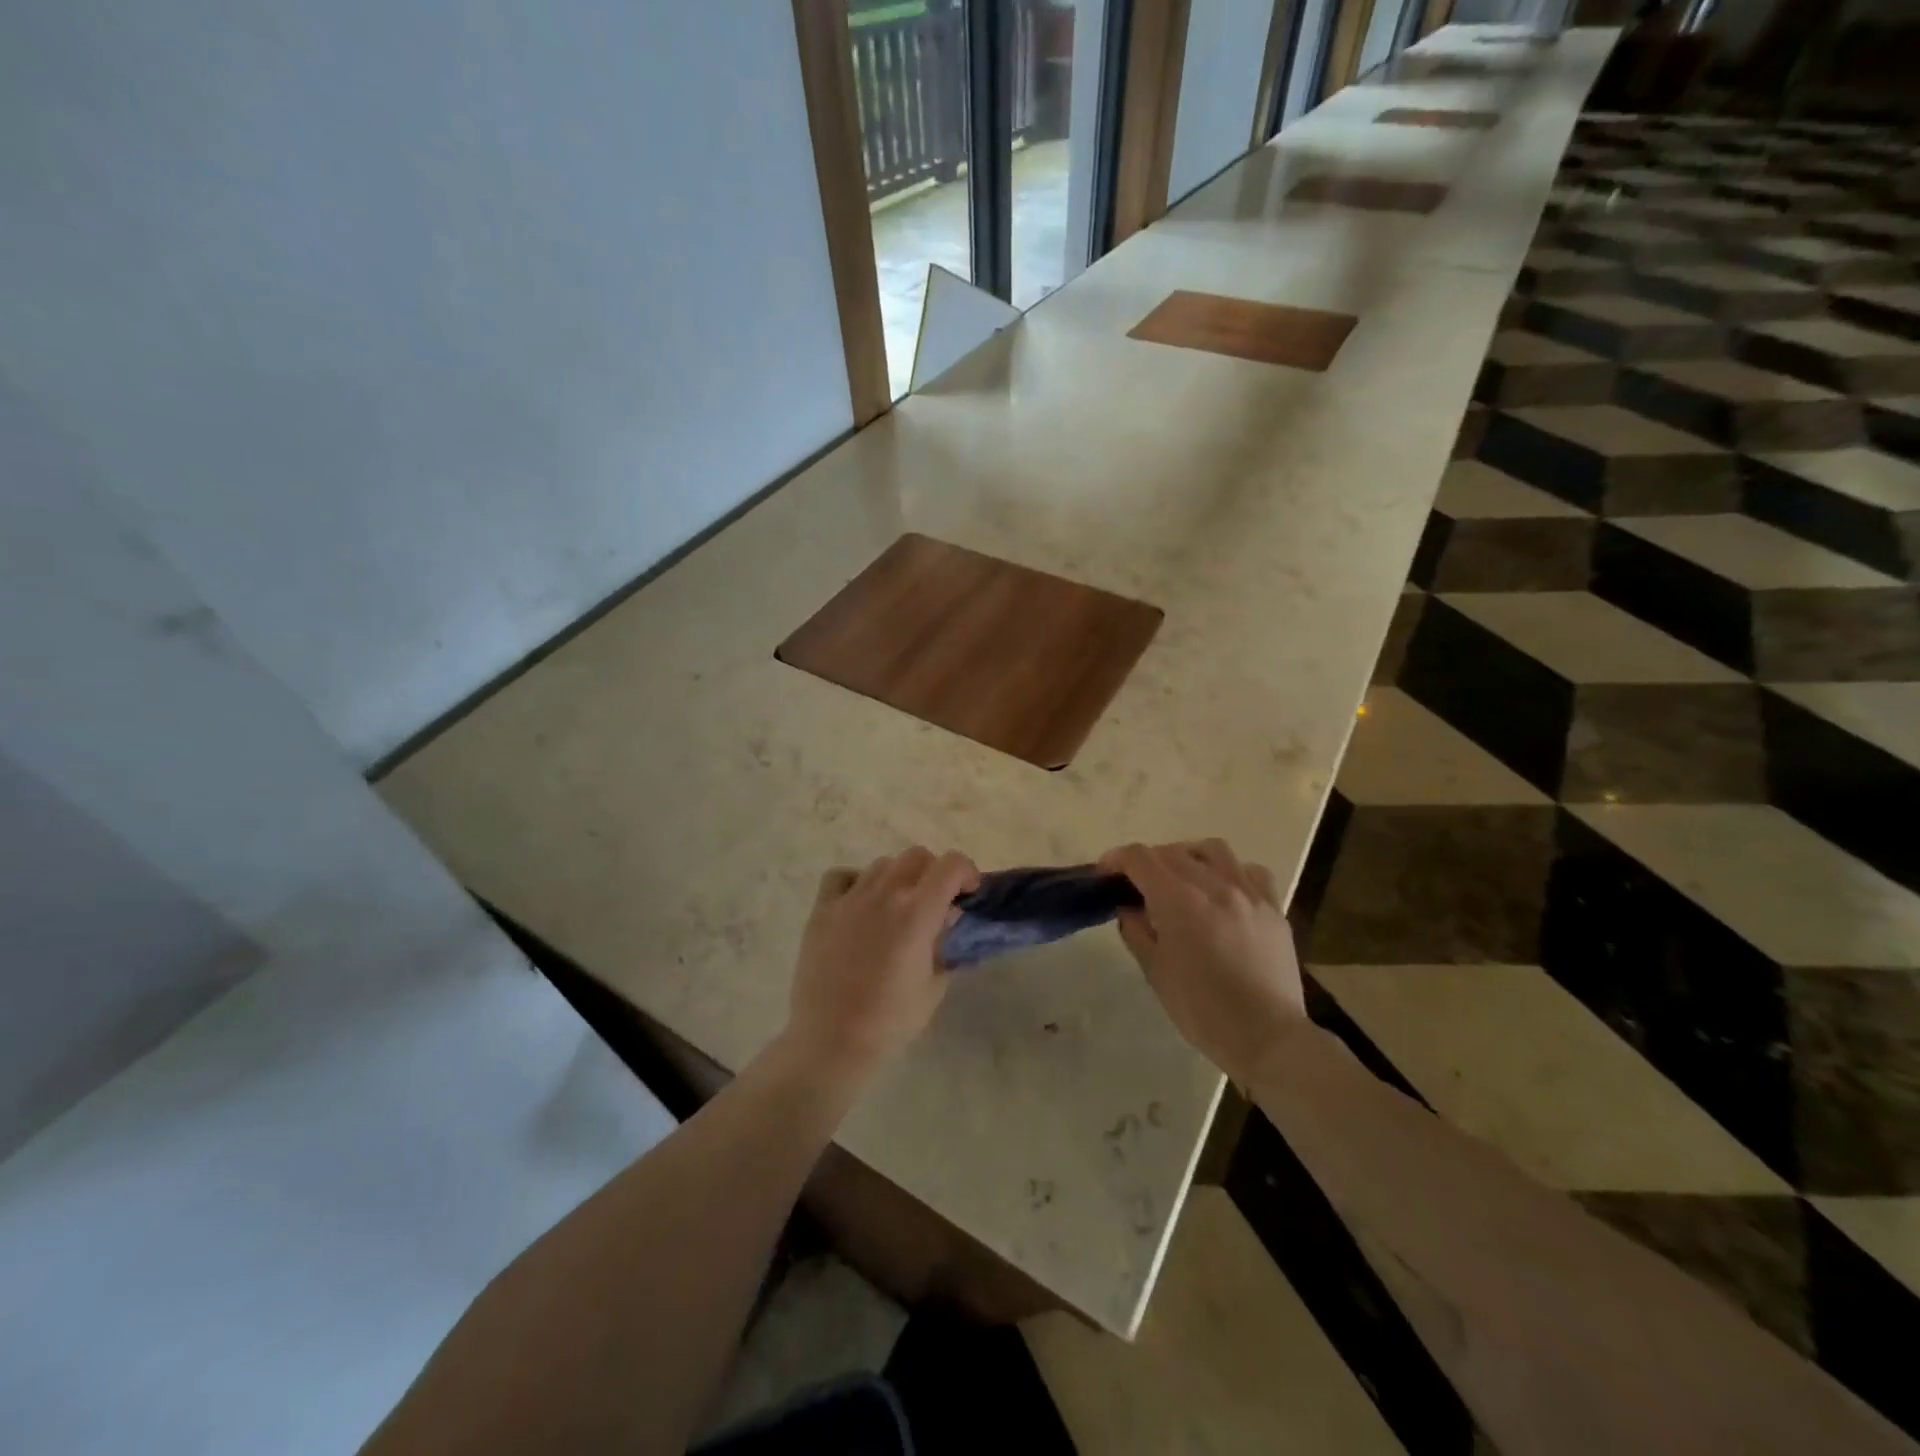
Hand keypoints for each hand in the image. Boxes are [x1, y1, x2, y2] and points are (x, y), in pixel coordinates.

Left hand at [783, 847, 980, 1078]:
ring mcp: (849, 899)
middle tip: (935, 903)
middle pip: (917, 856)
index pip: (951, 865)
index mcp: (916, 913)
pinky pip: (842, 876)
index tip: (967, 894)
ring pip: (883, 864)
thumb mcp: (934, 986)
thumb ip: (945, 944)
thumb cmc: (890, 1021)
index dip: (966, 872)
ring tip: (897, 909)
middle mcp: (883, 895)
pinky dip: (857, 882)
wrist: (831, 1041)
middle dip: (934, 873)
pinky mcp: (821, 910)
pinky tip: (861, 906)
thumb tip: (948, 918)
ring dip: (899, 878)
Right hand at [1099, 840, 1305, 1084]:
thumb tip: (1129, 908)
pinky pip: (1251, 871)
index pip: (1140, 858)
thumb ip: (1137, 931)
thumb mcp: (1155, 972)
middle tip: (1139, 884)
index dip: (1117, 859)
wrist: (1266, 1037)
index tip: (1106, 873)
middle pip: (1172, 852)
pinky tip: (1225, 891)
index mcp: (1178, 901)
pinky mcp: (1273, 908)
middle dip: (1148, 862)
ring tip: (1183, 878)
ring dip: (1189, 856)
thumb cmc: (1201, 1010)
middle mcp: (1214, 885)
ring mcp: (1248, 893)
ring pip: (1214, 850)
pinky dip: (1231, 872)